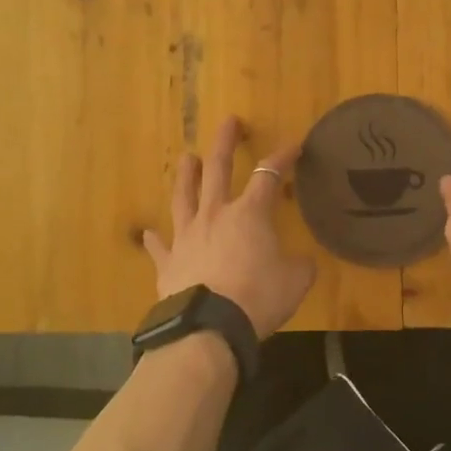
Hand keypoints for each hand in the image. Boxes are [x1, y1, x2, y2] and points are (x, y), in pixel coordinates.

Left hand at [143, 117, 316, 339]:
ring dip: (186, 175)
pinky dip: (154, 239)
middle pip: (218, 169)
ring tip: (187, 157)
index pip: (268, 175)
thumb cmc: (258, 298)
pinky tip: (147, 232)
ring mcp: (187, 236)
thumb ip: (300, 266)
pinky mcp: (168, 262)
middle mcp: (215, 214)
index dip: (282, 158)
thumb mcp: (295, 281)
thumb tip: (302, 262)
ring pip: (184, 196)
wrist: (209, 328)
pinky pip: (160, 246)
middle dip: (225, 142)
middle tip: (229, 122)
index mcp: (249, 214)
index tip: (294, 146)